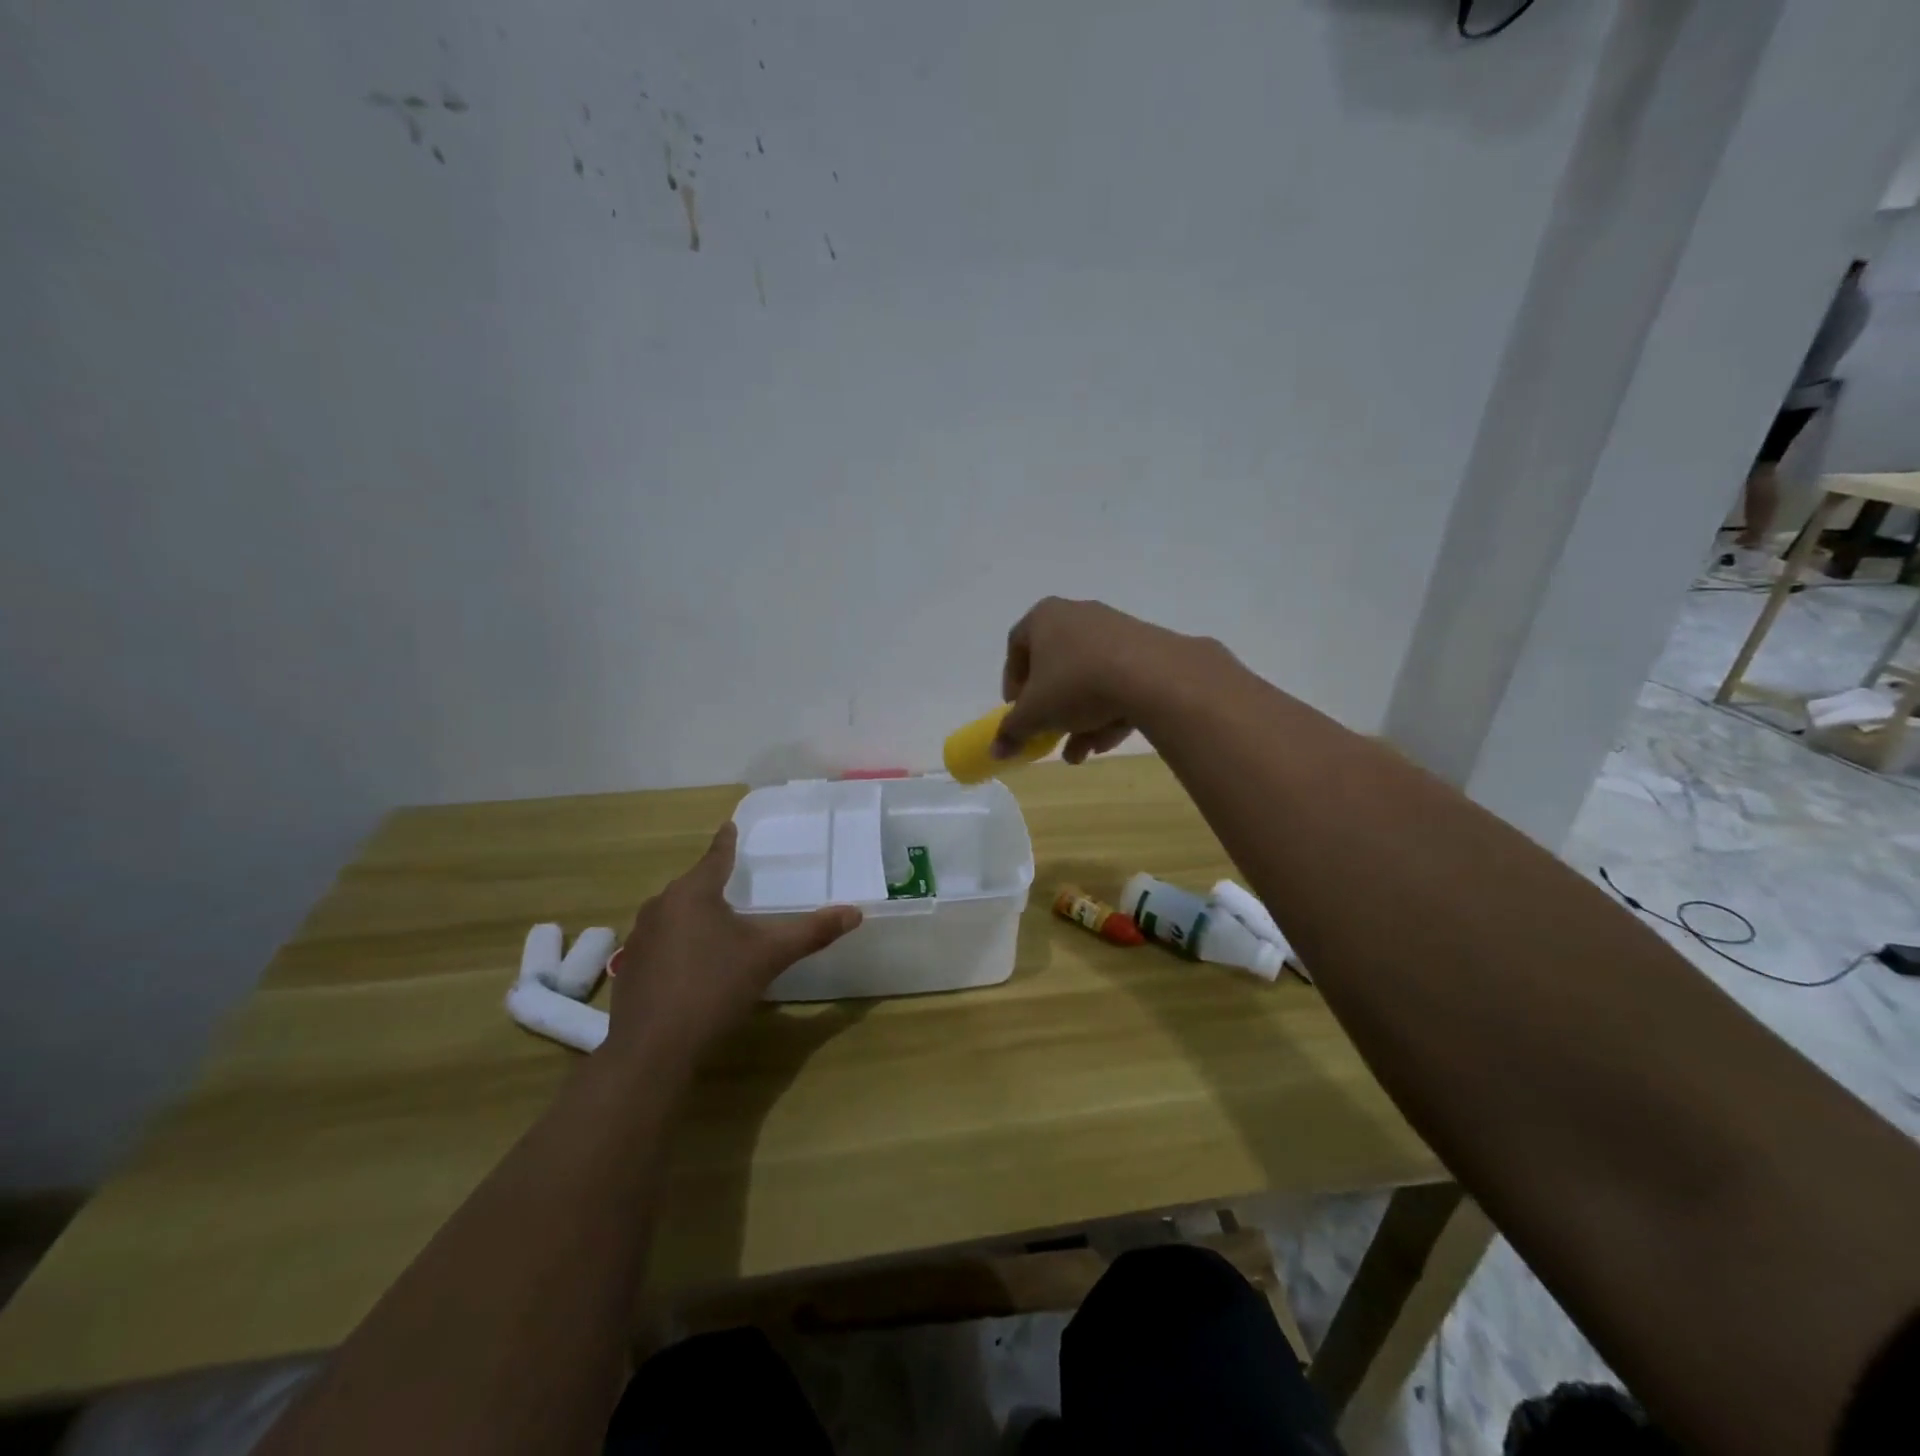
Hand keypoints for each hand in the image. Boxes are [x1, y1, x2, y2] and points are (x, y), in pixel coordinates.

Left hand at [607, 822, 860, 1070]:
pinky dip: (679, 944)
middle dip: (713, 884)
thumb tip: (856, 912)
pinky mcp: (629, 969)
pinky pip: (660, 943)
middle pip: (693, 886)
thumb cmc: (714, 988)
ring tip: (718, 926)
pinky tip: (693, 966)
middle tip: (736, 883)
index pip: (716, 857)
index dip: (727, 842)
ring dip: (695, 916)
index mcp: (692, 893)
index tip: (730, 825)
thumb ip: (811, 932)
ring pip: (674, 915)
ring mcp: (639, 939)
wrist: (652, 1050)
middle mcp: (660, 907)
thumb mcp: (769, 957)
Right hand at [995, 597, 1209, 763]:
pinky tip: (1106, 743)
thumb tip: (995, 751)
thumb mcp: (1035, 715)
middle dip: (1050, 709)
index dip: (1012, 682)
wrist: (1152, 676)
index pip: (1017, 646)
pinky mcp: (1146, 649)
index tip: (1016, 711)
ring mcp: (1115, 630)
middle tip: (1048, 735)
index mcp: (1045, 617)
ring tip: (1079, 754)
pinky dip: (1108, 711)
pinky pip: (1118, 681)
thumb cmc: (1076, 684)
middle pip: (1056, 666)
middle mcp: (1078, 615)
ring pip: (1088, 679)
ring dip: (1079, 719)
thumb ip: (1012, 732)